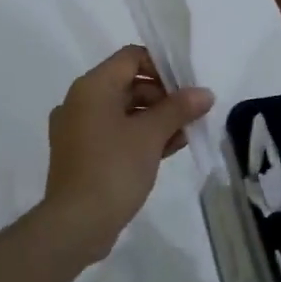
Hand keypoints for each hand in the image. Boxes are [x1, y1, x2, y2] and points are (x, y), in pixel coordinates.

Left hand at [38, 46, 213, 262]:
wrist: (76, 224)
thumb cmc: (114, 169)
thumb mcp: (151, 135)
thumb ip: (179, 109)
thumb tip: (204, 93)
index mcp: (92, 87)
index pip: (131, 57)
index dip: (162, 66)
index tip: (187, 87)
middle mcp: (80, 101)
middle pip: (129, 84)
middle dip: (164, 97)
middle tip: (192, 114)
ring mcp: (78, 129)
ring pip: (124, 111)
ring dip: (156, 119)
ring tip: (186, 134)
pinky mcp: (81, 154)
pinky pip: (114, 133)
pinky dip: (139, 136)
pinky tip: (168, 150)